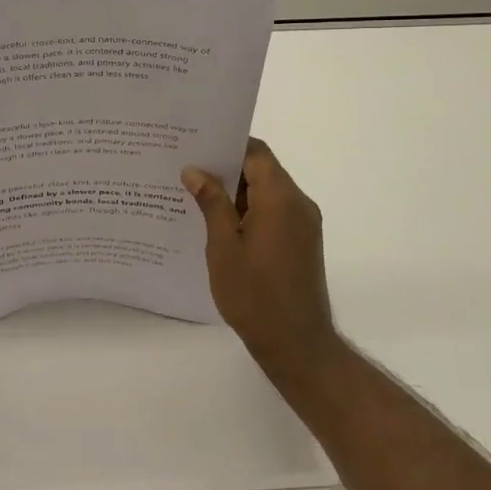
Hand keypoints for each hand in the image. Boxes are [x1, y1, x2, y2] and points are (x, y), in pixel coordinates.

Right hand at [183, 139, 342, 383]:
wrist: (297, 345)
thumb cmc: (255, 295)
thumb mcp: (223, 247)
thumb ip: (212, 203)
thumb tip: (196, 170)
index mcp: (281, 198)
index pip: (256, 152)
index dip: (226, 144)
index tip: (194, 145)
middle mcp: (298, 203)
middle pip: (262, 169)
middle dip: (226, 168)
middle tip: (186, 169)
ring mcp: (303, 224)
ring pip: (266, 191)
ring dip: (235, 192)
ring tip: (195, 195)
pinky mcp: (301, 241)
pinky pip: (273, 211)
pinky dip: (248, 210)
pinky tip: (218, 223)